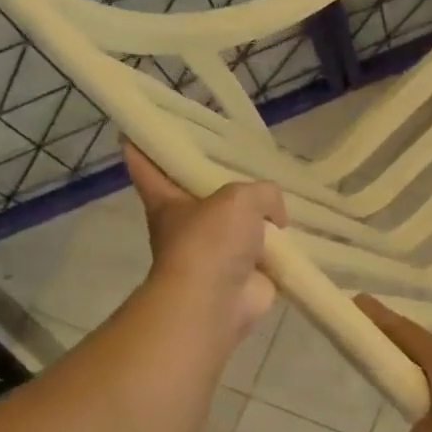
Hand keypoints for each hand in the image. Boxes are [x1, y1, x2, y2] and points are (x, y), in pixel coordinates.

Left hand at [125, 142, 285, 340]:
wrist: (217, 301)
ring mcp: (215, 252)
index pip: (148, 167)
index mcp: (168, 201)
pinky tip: (295, 233)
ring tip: (279, 196)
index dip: (143, 147)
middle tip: (239, 156)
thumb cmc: (211, 241)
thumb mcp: (239, 198)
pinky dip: (278, 246)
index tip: (136, 131)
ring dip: (254, 216)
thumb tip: (274, 219)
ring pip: (235, 223)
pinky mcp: (242, 274)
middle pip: (198, 193)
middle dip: (215, 180)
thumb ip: (262, 193)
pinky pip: (264, 252)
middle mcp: (187, 224)